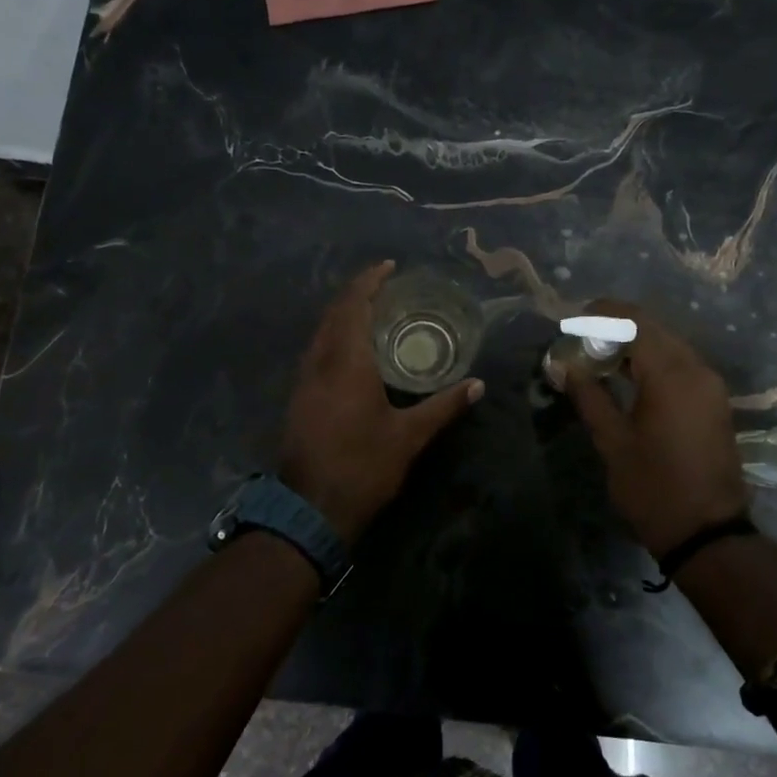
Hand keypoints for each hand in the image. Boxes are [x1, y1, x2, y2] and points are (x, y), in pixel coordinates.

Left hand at [278, 261, 483, 544]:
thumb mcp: (409, 437)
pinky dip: (335, 338)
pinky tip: (354, 352)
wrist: (310, 509)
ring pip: (321, 333)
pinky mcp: (299, 399)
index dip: (369, 281)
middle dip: (357, 294)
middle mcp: (319, 363)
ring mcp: (304, 381)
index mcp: (346, 362)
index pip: (353, 306)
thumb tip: (477, 386)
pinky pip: (317, 352)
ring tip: (374, 314)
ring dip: (343, 316)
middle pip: (333, 314)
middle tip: (387, 288)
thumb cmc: (363, 467)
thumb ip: (443, 406)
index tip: (389, 267)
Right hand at [565, 300, 750, 555]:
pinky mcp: (713, 399)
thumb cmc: (653, 488)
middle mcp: (696, 369)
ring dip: (634, 342)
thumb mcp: (612, 442)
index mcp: (671, 375)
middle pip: (654, 328)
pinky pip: (680, 363)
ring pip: (668, 343)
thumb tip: (564, 366)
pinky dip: (652, 359)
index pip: (635, 322)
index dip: (602, 314)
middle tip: (580, 337)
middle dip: (616, 325)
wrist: (707, 532)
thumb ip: (589, 395)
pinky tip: (626, 375)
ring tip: (597, 354)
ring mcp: (709, 384)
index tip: (572, 319)